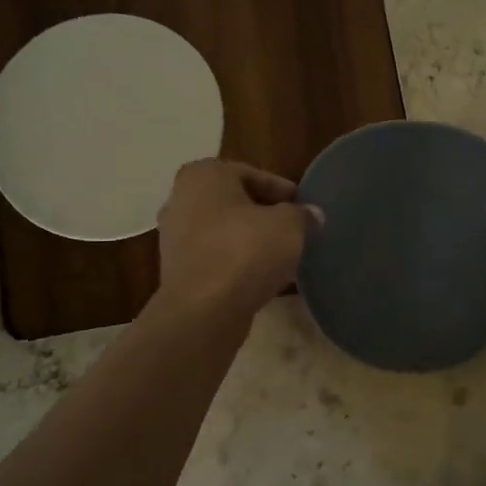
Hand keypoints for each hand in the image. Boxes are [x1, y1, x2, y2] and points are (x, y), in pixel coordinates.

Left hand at [156, 159, 320, 320]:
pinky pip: (216, 259)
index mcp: (203, 175)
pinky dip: (237, 264)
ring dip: (251, 241)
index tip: (303, 207)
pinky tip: (262, 278)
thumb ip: (302, 215)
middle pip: (234, 202)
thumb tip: (312, 214)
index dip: (282, 190)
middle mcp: (180, 200)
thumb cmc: (245, 251)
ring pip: (224, 232)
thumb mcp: (289, 225)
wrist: (204, 311)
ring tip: (282, 256)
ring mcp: (174, 238)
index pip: (251, 174)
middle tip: (294, 230)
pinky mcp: (177, 271)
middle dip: (264, 216)